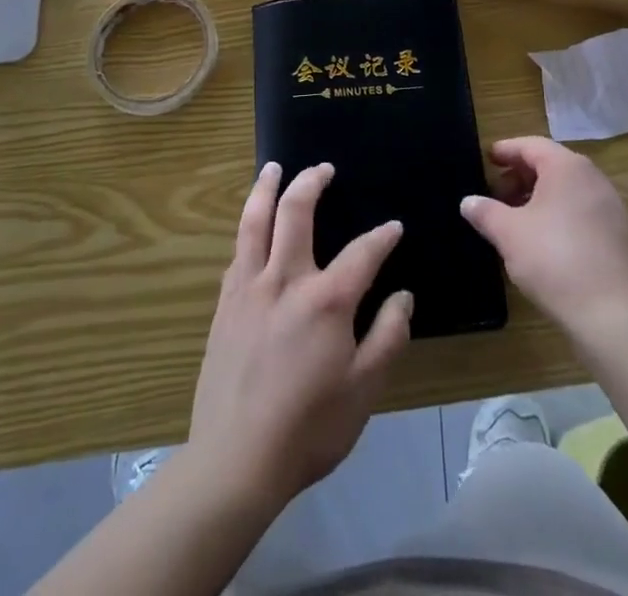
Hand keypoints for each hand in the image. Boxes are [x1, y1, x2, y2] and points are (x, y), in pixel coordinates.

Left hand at [187, 162, 412, 510]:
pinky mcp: (224, 304)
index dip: (382, 237)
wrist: (235, 460)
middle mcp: (285, 279)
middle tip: (323, 168)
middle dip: (311, 182)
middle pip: (296, 211)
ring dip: (266, 188)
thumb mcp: (364, 390)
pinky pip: (238, 252)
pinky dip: (248, 228)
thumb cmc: (309, 427)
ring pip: (255, 221)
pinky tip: (252, 228)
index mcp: (325, 299)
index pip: (362, 252)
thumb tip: (403, 296)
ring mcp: (248, 288)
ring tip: (273, 168)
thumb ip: (388, 336)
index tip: (394, 227)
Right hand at [460, 137, 627, 335]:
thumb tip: (468, 202)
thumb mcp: (508, 233)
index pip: (531, 146)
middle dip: (521, 175)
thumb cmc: (553, 260)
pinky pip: (582, 209)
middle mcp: (592, 178)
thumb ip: (485, 212)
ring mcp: (610, 205)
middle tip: (496, 193)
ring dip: (539, 195)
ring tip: (516, 217)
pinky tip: (543, 238)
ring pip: (567, 188)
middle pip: (551, 164)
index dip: (506, 150)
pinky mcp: (618, 233)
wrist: (609, 314)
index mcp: (567, 167)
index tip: (487, 158)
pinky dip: (559, 212)